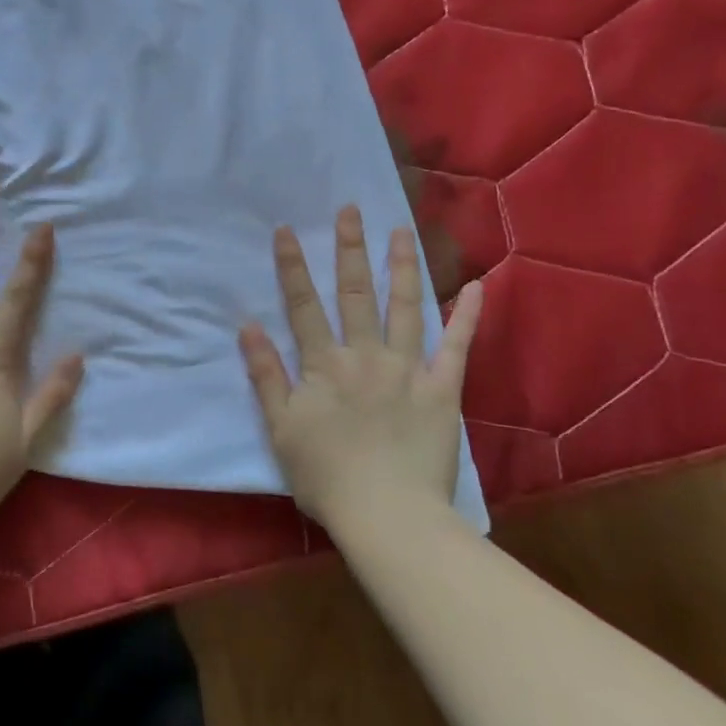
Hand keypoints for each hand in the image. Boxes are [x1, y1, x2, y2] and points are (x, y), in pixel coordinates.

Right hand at [238, 205, 480, 524]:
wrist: (387, 515)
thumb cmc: (326, 476)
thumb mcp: (280, 428)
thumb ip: (265, 374)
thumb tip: (249, 326)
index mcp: (324, 364)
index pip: (303, 305)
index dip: (292, 266)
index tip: (287, 230)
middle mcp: (365, 355)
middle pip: (354, 294)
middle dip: (350, 249)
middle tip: (351, 210)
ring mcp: (408, 369)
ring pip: (404, 307)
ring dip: (401, 267)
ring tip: (401, 231)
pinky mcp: (443, 390)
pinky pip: (457, 347)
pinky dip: (467, 316)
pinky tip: (477, 286)